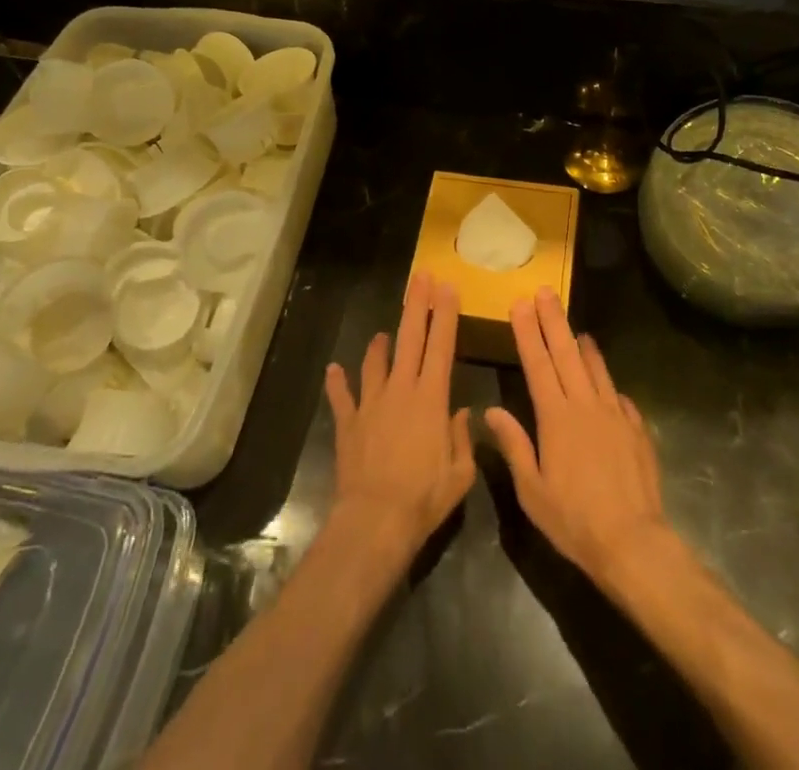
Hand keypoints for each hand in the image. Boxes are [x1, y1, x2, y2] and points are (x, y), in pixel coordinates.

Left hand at [324, 273, 475, 566]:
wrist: (375, 520)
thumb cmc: (424, 498)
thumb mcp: (460, 474)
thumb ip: (464, 438)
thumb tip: (462, 414)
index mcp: (432, 398)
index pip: (442, 345)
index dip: (445, 314)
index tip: (448, 287)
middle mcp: (401, 389)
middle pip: (410, 337)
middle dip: (417, 304)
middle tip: (421, 277)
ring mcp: (371, 403)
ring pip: (375, 361)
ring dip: (380, 344)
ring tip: (383, 334)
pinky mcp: (349, 422)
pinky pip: (342, 396)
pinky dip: (338, 382)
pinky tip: (334, 369)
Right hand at [485, 291, 671, 590]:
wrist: (633, 542)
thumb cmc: (574, 520)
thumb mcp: (532, 491)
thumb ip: (513, 446)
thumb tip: (491, 411)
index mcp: (556, 417)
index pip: (537, 363)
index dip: (527, 332)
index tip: (520, 304)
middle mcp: (585, 405)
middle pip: (567, 353)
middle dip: (553, 320)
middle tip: (545, 292)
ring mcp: (615, 414)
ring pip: (596, 369)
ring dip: (583, 345)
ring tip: (575, 327)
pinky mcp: (636, 429)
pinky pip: (619, 396)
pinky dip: (608, 381)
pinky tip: (606, 380)